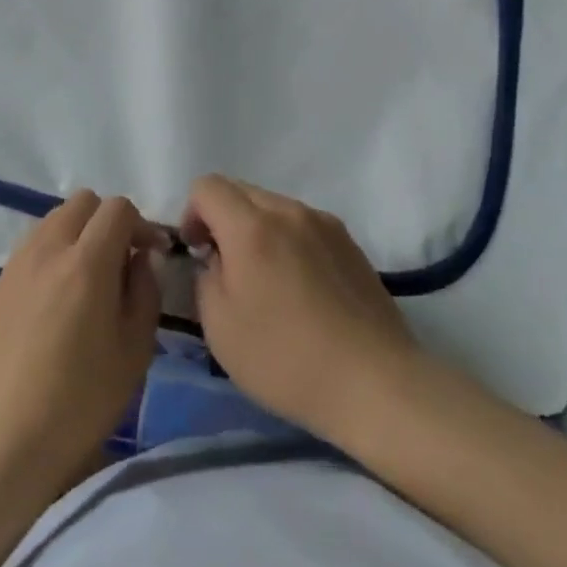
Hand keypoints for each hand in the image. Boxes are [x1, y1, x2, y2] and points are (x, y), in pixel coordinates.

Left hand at [0, 191, 161, 497]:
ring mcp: (19, 262)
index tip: (152, 254)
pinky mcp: (0, 282)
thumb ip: (146, 290)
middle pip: (84, 202)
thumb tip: (142, 257)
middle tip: (122, 260)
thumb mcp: (135, 349)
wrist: (3, 442)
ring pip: (56, 217)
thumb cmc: (79, 401)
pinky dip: (55, 249)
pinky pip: (35, 242)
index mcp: (87, 262)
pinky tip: (61, 293)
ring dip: (80, 232)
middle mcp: (50, 248)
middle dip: (109, 220)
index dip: (142, 224)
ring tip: (90, 276)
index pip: (118, 208)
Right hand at [179, 175, 425, 442]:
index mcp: (252, 227)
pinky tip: (300, 289)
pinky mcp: (349, 241)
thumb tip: (216, 258)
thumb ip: (206, 277)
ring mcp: (324, 223)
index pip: (208, 186)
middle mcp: (289, 211)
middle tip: (226, 269)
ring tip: (266, 282)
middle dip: (223, 219)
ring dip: (257, 229)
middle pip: (241, 190)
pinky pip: (303, 224)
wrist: (373, 381)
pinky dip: (288, 240)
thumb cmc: (286, 359)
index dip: (192, 214)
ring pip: (274, 206)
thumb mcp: (221, 328)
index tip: (198, 253)